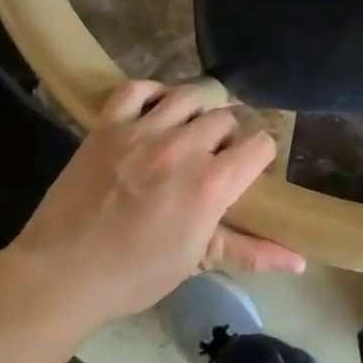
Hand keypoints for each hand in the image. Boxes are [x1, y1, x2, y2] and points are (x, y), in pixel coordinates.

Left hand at [2, 79, 303, 327]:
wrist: (61, 274)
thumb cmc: (136, 274)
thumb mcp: (199, 261)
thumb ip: (252, 252)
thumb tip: (301, 263)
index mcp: (212, 184)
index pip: (259, 144)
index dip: (258, 155)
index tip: (246, 169)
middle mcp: (184, 148)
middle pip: (226, 118)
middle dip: (227, 135)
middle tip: (213, 157)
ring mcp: (143, 132)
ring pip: (189, 96)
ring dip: (196, 110)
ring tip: (188, 129)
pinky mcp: (107, 126)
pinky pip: (136, 88)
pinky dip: (150, 92)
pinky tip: (154, 110)